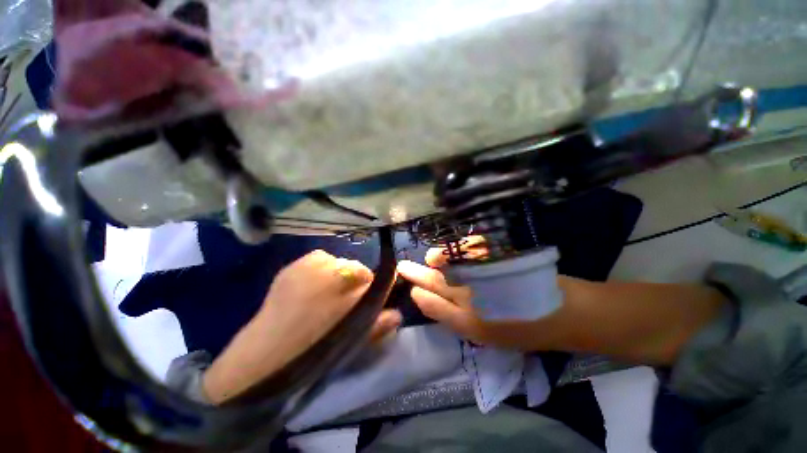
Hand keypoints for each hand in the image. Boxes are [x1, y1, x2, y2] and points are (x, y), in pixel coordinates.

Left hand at [203, 250, 400, 403]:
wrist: (275, 343)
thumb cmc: (320, 345)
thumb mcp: (356, 339)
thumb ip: (380, 324)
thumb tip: (396, 313)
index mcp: (357, 285)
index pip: (378, 277)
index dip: (374, 291)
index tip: (367, 305)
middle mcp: (338, 266)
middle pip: (356, 269)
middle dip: (354, 283)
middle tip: (341, 304)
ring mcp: (313, 262)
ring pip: (335, 263)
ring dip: (334, 276)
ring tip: (322, 297)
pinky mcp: (294, 263)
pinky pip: (314, 262)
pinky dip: (315, 272)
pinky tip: (306, 290)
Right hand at [398, 237, 554, 349]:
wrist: (566, 315)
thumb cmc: (532, 331)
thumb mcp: (495, 336)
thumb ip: (469, 322)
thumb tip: (447, 306)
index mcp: (470, 324)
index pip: (436, 307)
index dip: (422, 296)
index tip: (411, 289)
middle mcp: (473, 300)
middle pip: (440, 284)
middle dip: (419, 275)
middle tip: (402, 267)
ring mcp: (486, 279)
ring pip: (453, 268)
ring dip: (438, 261)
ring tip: (428, 260)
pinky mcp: (502, 261)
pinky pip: (476, 251)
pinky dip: (465, 249)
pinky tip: (457, 250)